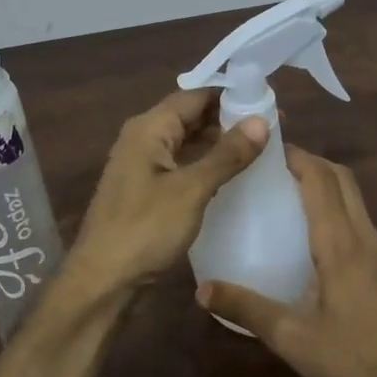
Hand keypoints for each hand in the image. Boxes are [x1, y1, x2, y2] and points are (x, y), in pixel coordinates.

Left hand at [63, 88, 267, 298]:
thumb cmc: (145, 230)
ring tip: (261, 150)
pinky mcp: (147, 190)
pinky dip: (206, 166)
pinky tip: (233, 177)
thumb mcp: (191, 190)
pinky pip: (182, 165)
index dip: (232, 96)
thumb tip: (262, 120)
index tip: (270, 104)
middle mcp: (143, 138)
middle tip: (273, 130)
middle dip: (229, 119)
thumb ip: (227, 154)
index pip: (196, 95)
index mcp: (149, 128)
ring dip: (219, 144)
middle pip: (191, 117)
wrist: (103, 281)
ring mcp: (143, 165)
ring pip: (187, 142)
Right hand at [198, 146, 376, 376]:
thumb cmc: (350, 356)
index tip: (268, 148)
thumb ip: (246, 309)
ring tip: (292, 193)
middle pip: (343, 179)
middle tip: (276, 167)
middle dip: (312, 162)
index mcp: (339, 244)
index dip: (297, 157)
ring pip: (356, 198)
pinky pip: (362, 220)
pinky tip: (318, 235)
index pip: (321, 181)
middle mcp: (363, 237)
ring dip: (327, 183)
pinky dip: (339, 207)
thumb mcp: (291, 337)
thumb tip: (201, 290)